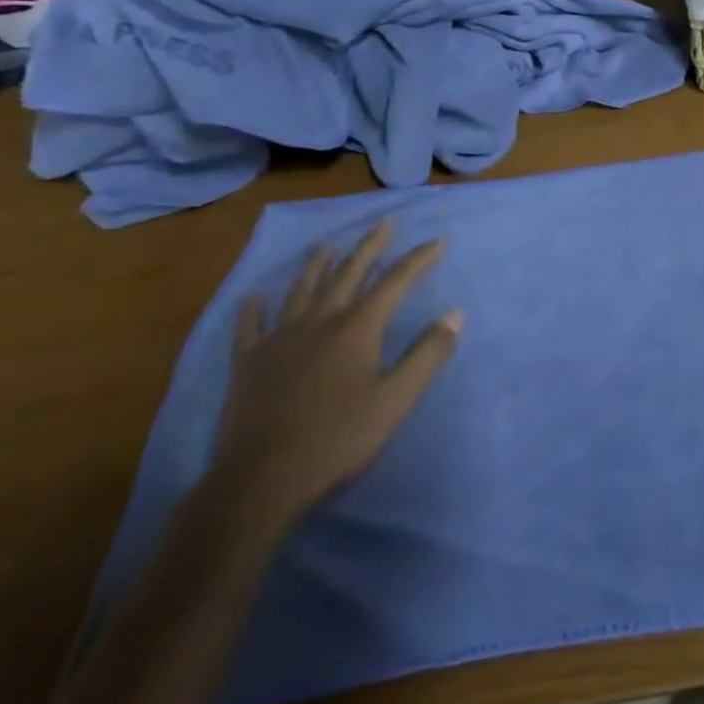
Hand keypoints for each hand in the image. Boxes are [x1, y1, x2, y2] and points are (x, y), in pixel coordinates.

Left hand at [211, 220, 462, 528]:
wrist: (262, 479)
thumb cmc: (339, 438)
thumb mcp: (397, 399)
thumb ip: (428, 354)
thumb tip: (456, 313)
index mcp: (358, 328)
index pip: (396, 282)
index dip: (419, 259)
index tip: (438, 241)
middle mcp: (320, 321)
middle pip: (348, 274)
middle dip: (370, 247)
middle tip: (384, 224)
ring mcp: (279, 339)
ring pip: (302, 290)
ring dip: (318, 265)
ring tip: (328, 245)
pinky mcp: (248, 363)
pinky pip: (250, 327)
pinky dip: (254, 309)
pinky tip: (254, 297)